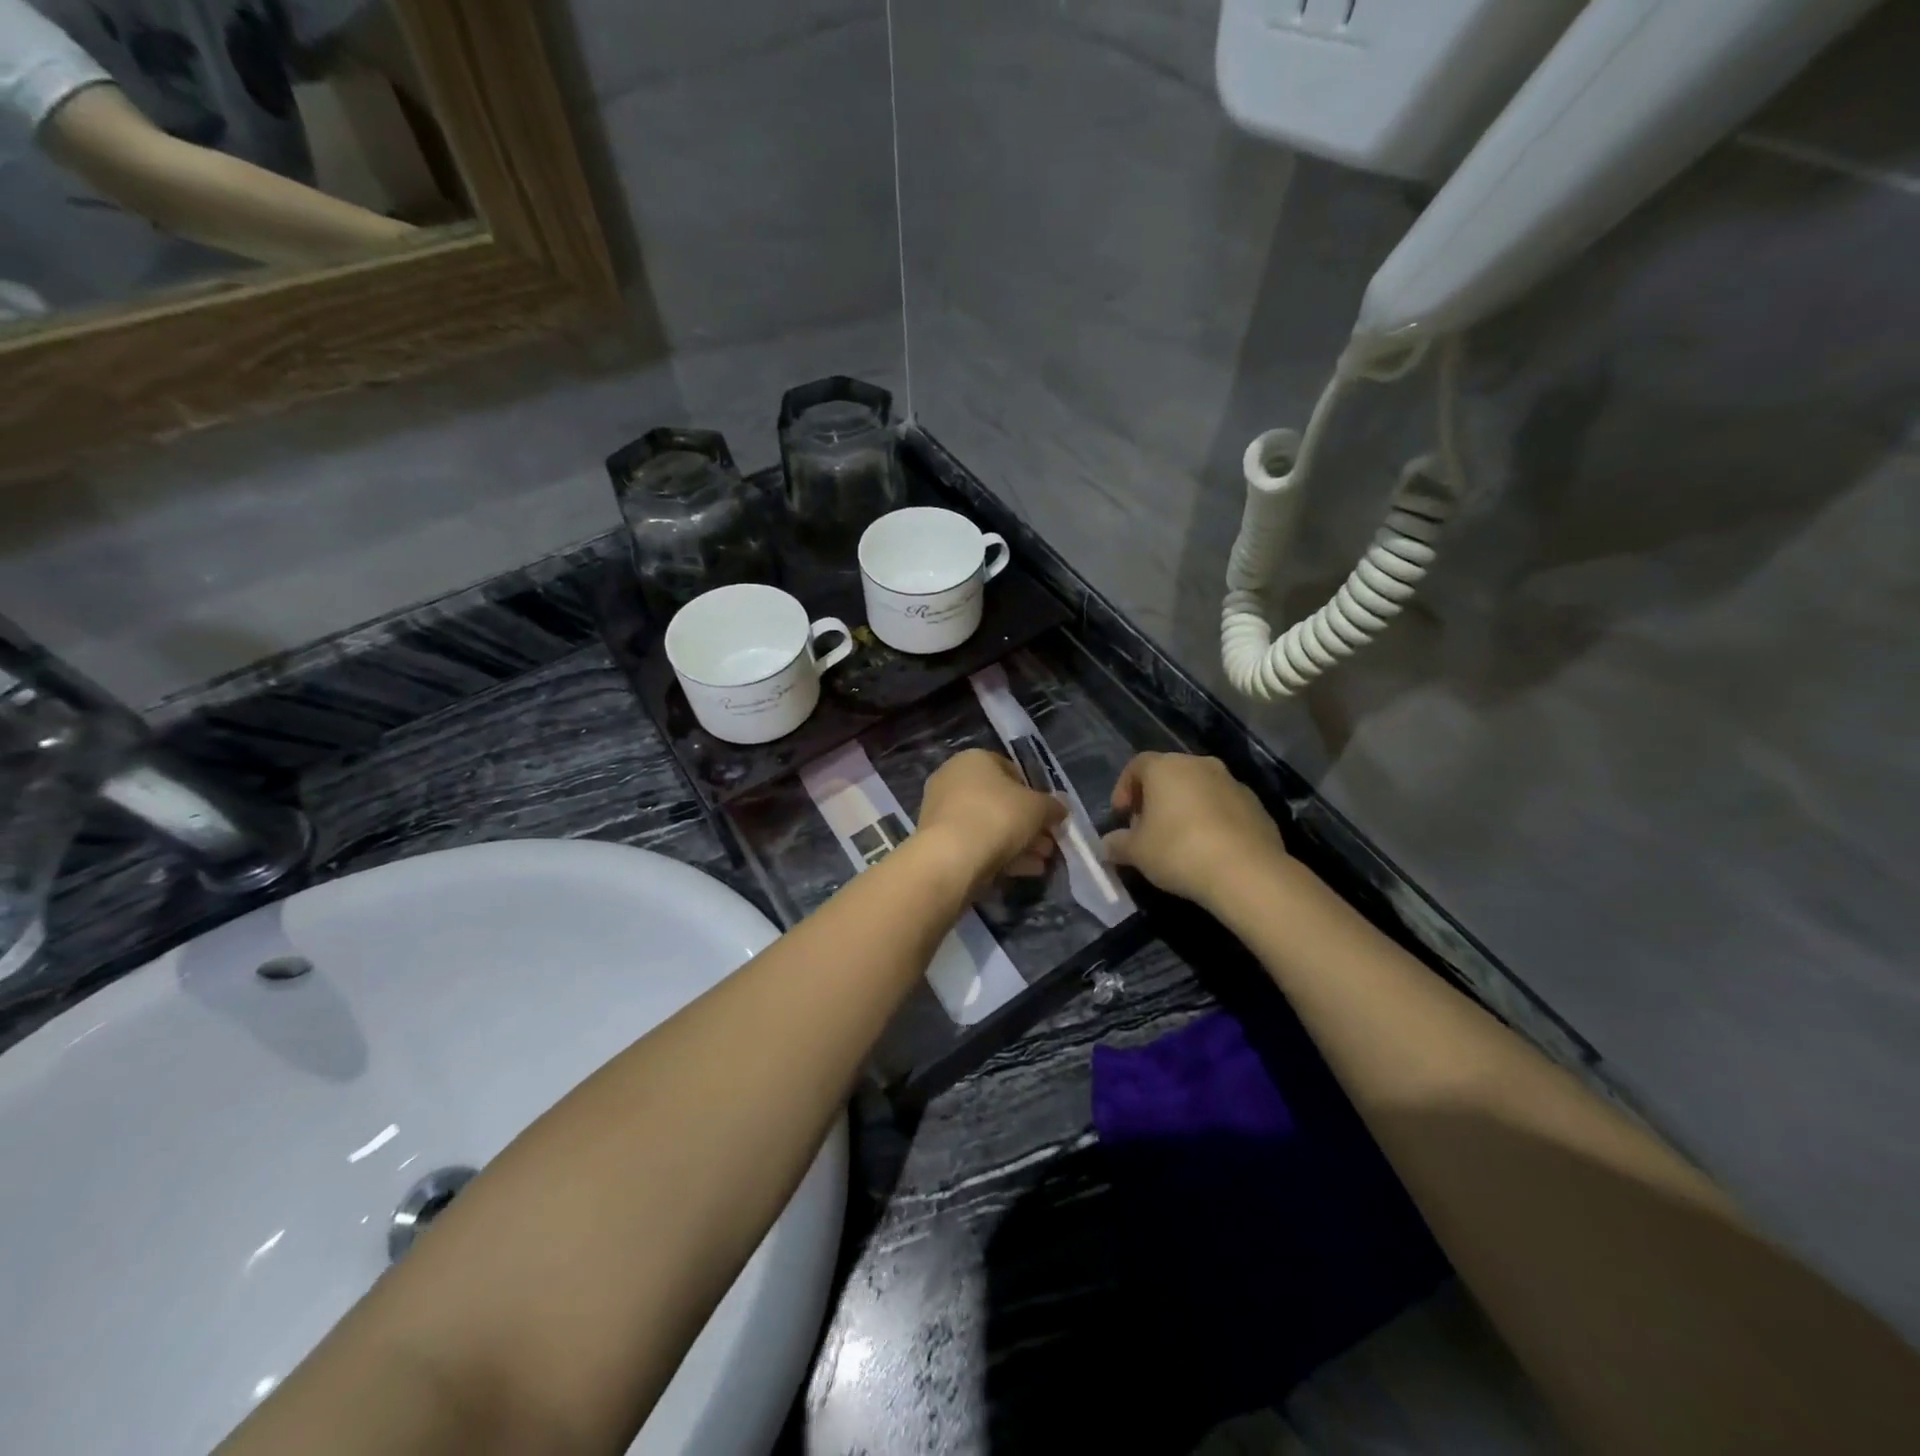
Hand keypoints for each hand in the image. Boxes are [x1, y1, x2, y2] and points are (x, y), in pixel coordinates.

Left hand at [916, 749, 1064, 888]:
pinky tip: (1024, 871)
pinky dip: (999, 855)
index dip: (1035, 793)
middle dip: (1028, 824)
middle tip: (1049, 843)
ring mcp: (942, 811)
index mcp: (974, 759)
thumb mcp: (1038, 808)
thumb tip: (1060, 808)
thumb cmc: (998, 817)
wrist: (950, 858)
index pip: (1011, 770)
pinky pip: (975, 844)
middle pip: (1001, 802)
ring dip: (1018, 843)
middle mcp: (952, 779)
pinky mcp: (938, 841)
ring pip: (989, 826)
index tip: (1049, 815)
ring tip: (1042, 862)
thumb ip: (1052, 806)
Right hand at [1103, 752, 1288, 908]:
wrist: (1246, 872)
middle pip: (1169, 775)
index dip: (1124, 789)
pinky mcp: (1257, 806)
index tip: (1121, 816)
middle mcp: (1200, 765)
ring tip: (1179, 841)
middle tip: (1147, 829)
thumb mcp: (1136, 852)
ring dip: (1185, 808)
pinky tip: (1209, 849)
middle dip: (1155, 799)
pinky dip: (1212, 820)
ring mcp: (1232, 783)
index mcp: (1165, 767)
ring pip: (1199, 789)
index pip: (1137, 766)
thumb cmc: (1178, 851)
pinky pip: (1224, 807)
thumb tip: (1107, 845)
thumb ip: (1117, 844)